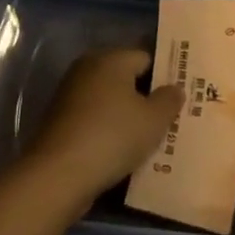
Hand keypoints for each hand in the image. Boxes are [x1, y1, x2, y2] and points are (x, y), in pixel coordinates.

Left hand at [28, 49, 182, 209]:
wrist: (57, 175)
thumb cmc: (112, 137)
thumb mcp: (153, 120)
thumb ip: (169, 100)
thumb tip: (174, 88)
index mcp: (111, 58)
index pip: (146, 58)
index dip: (165, 77)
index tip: (178, 99)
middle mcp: (88, 68)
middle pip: (126, 78)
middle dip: (145, 97)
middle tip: (167, 119)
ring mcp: (70, 94)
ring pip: (109, 100)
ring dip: (126, 116)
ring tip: (147, 139)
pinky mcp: (59, 120)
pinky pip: (93, 118)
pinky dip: (107, 130)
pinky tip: (120, 150)